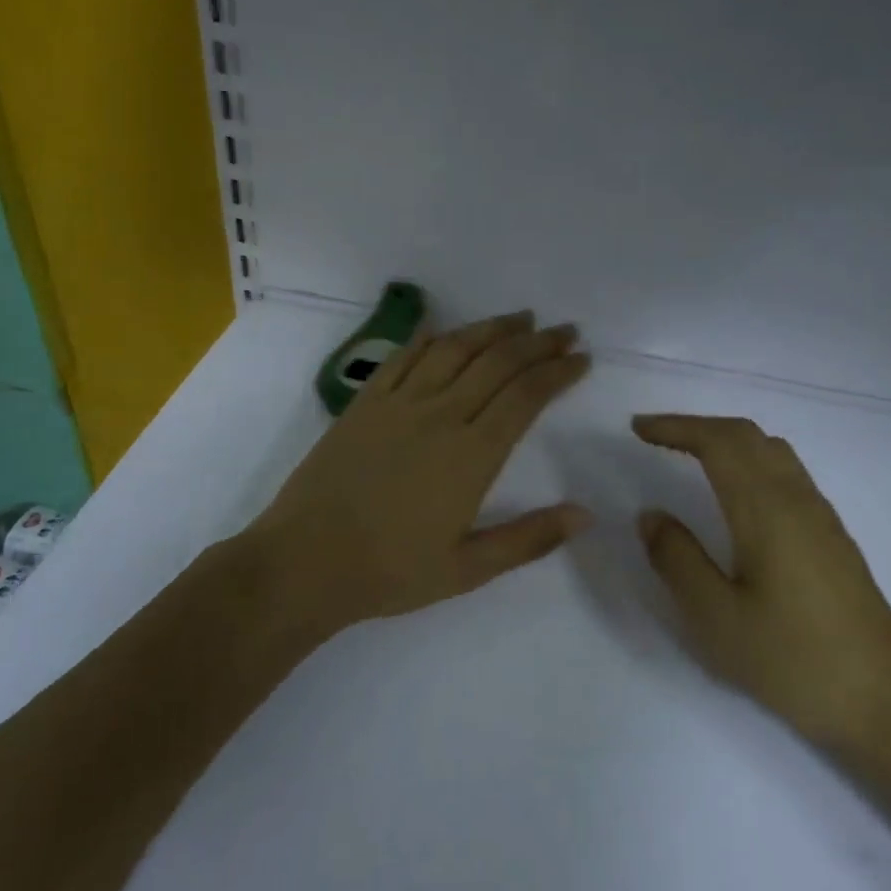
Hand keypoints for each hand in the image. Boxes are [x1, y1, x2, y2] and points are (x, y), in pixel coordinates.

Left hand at [239, 311, 591, 631]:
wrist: (305, 561)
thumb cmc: (390, 571)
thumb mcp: (468, 569)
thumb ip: (529, 539)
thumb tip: (586, 514)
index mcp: (472, 455)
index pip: (526, 397)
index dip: (558, 372)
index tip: (582, 358)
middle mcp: (440, 415)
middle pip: (498, 363)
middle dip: (538, 343)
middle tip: (564, 331)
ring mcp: (399, 403)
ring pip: (455, 349)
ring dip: (492, 328)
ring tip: (521, 318)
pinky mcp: (365, 402)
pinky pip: (405, 356)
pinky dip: (433, 338)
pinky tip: (447, 331)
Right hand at [633, 414, 890, 748]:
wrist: (882, 699)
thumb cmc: (791, 660)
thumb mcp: (716, 617)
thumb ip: (677, 559)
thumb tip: (651, 515)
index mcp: (766, 510)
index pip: (718, 442)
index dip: (675, 427)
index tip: (637, 429)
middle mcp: (796, 498)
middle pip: (746, 435)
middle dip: (697, 426)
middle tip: (654, 436)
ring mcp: (820, 515)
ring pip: (771, 450)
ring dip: (726, 440)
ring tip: (689, 455)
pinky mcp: (832, 535)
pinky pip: (786, 472)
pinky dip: (749, 459)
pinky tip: (735, 493)